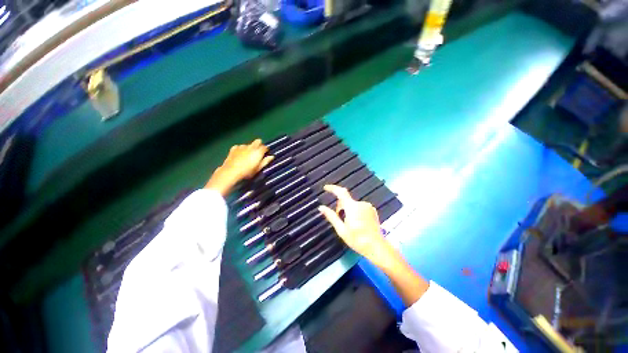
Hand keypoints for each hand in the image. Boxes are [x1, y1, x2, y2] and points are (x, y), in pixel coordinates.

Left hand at [205, 139, 273, 195]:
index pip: (265, 147)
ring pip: (249, 144)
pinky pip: (240, 146)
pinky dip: (241, 149)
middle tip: (258, 153)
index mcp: (258, 151)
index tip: (265, 155)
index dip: (266, 151)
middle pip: (258, 141)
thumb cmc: (247, 172)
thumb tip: (272, 157)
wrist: (231, 172)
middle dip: (259, 145)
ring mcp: (242, 146)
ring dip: (250, 148)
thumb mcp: (258, 168)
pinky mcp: (234, 148)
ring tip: (248, 156)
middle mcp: (251, 147)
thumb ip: (265, 161)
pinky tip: (240, 155)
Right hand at [318, 185, 394, 267]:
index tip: (325, 188)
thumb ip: (331, 216)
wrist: (377, 247)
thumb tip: (321, 207)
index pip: (341, 192)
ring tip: (350, 224)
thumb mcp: (341, 230)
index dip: (332, 188)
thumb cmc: (357, 240)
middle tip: (340, 220)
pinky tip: (358, 223)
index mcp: (352, 207)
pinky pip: (360, 207)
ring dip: (348, 210)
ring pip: (352, 204)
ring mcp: (368, 206)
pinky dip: (355, 211)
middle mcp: (361, 203)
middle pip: (346, 200)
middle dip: (341, 207)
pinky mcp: (372, 210)